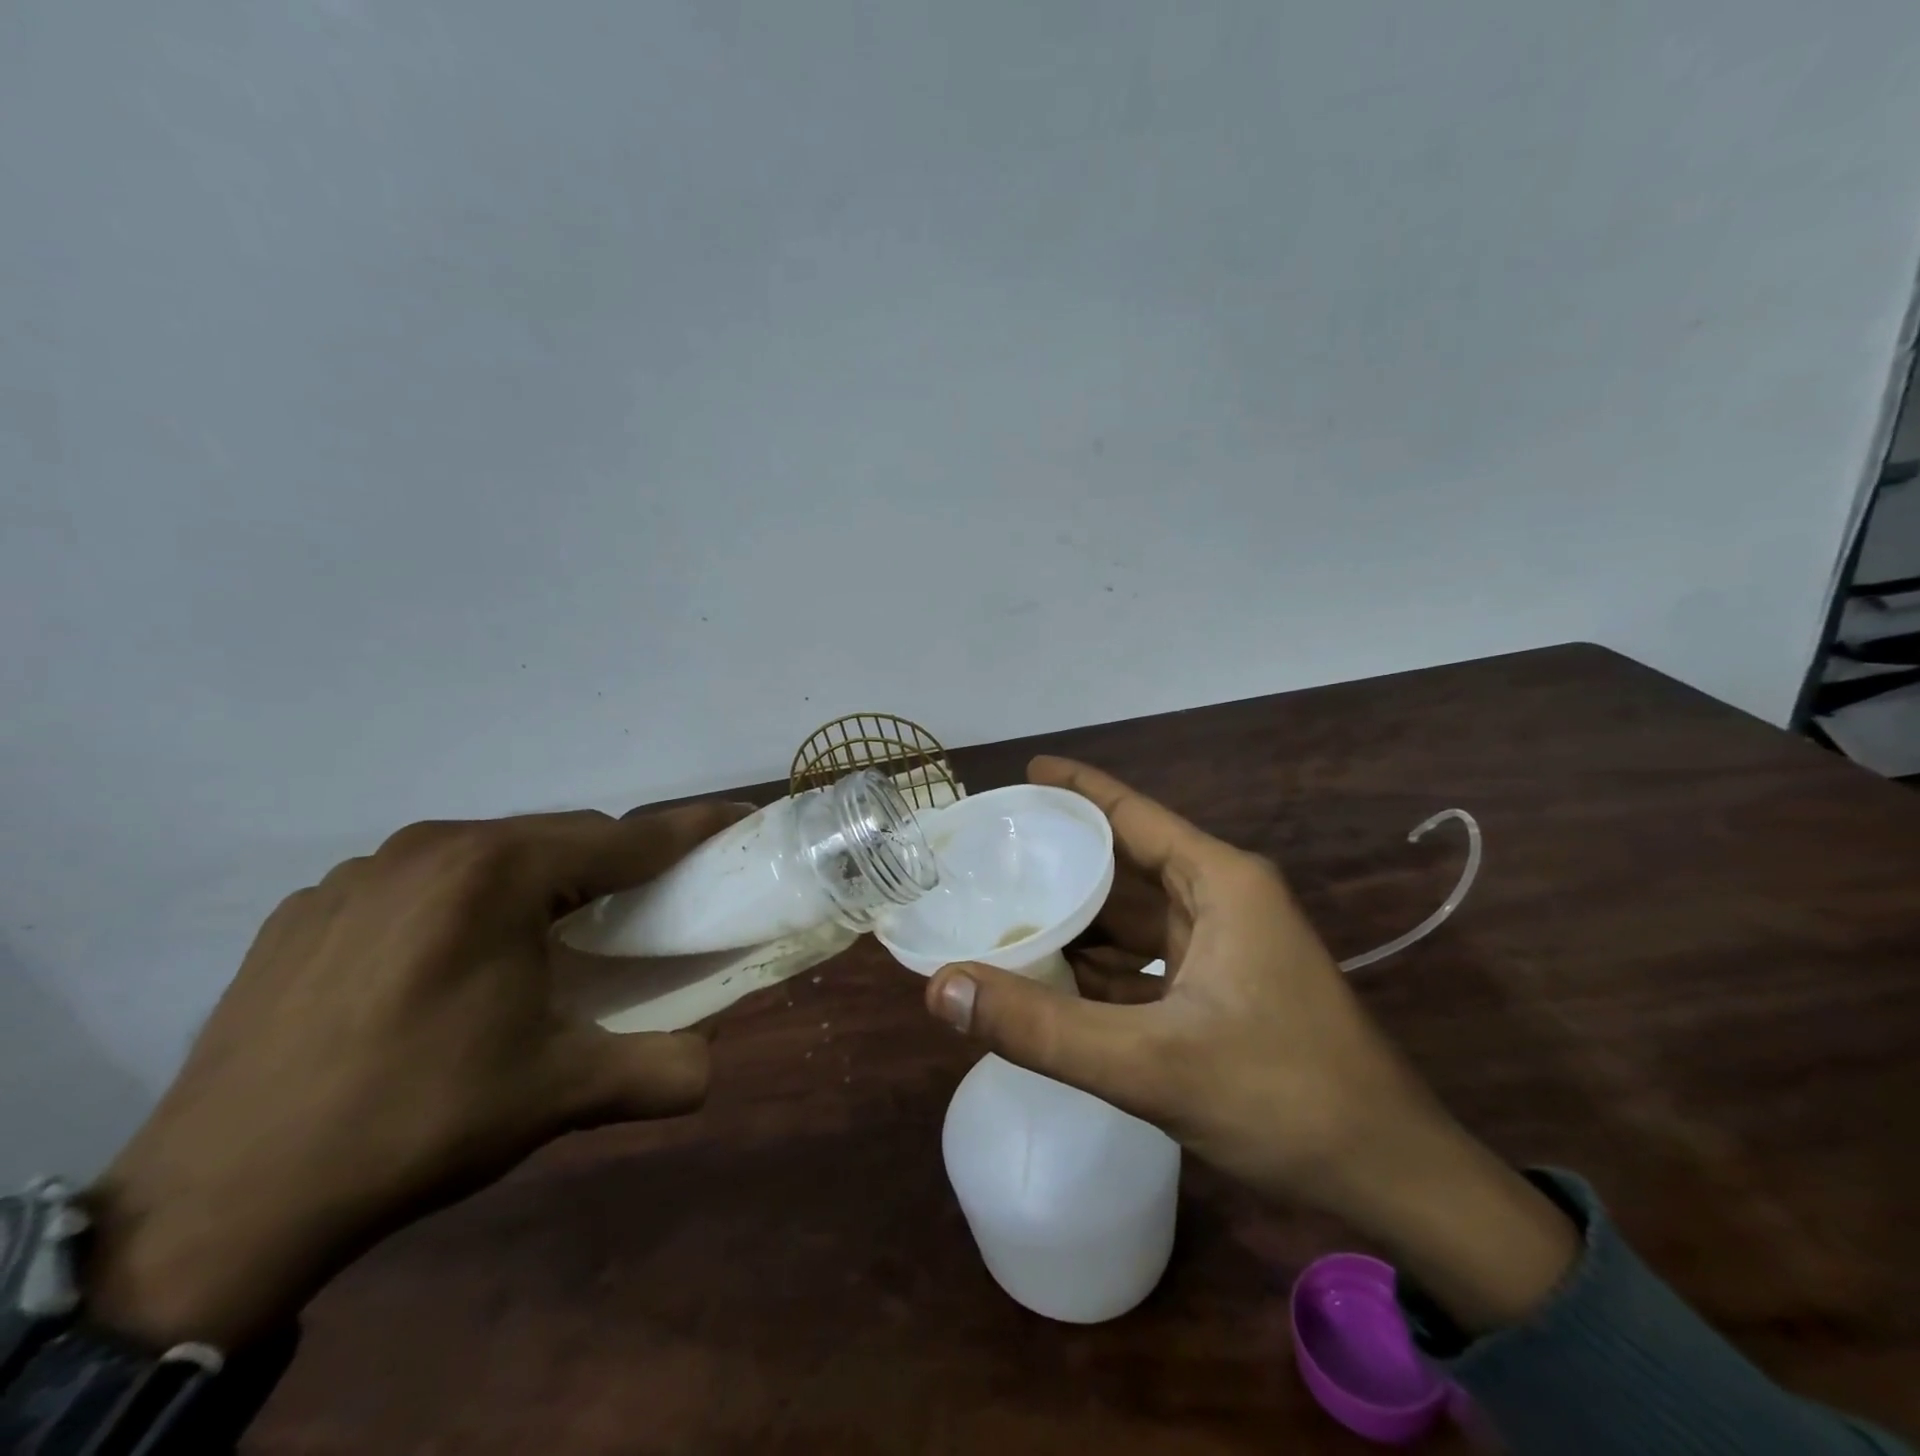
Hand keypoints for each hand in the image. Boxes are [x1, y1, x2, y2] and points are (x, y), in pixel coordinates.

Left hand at [86, 801, 747, 1349]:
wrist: (217, 1204)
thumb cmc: (416, 1121)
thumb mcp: (557, 1094)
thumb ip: (657, 1071)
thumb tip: (710, 1070)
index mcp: (498, 874)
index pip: (625, 838)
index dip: (691, 829)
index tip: (738, 818)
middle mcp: (430, 849)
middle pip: (559, 837)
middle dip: (613, 866)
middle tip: (636, 916)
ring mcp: (359, 873)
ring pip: (490, 855)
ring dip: (537, 883)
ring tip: (540, 947)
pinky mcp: (308, 908)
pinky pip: (419, 881)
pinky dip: (462, 904)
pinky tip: (444, 969)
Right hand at [925, 758, 1577, 1331]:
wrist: (1391, 1176)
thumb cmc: (1282, 1097)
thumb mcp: (1150, 1064)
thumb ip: (1041, 1028)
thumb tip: (941, 990)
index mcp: (1217, 881)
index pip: (1129, 812)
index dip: (1073, 789)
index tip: (1019, 777)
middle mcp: (1220, 897)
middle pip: (1124, 863)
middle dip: (1060, 862)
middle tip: (988, 860)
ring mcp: (1224, 943)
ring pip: (1133, 915)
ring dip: (1077, 918)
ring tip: (1002, 913)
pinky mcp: (1221, 985)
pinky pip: (1146, 957)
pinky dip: (1101, 964)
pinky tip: (1052, 976)